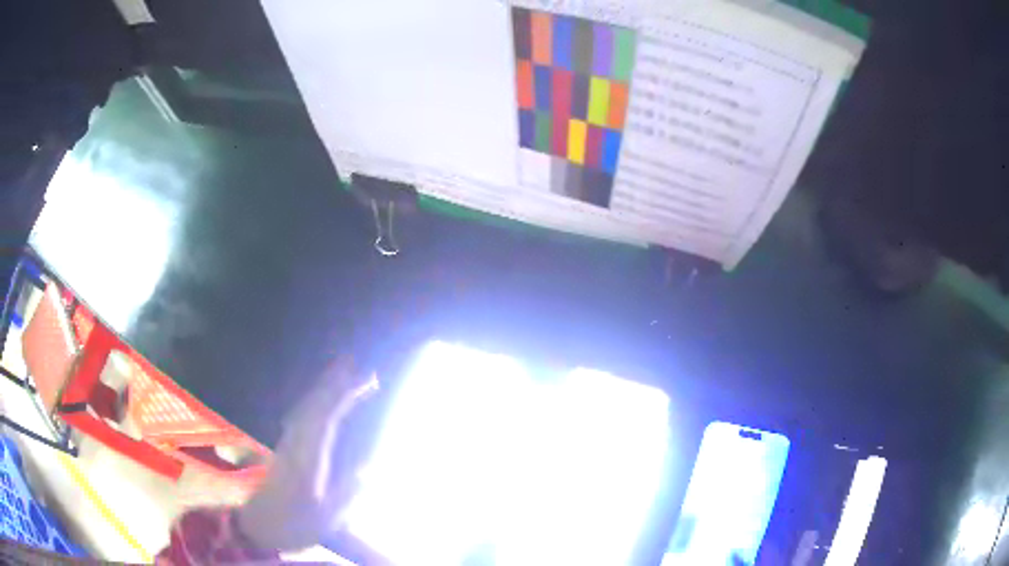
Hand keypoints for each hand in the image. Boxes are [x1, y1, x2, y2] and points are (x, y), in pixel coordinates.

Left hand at [236, 355, 377, 551]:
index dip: (344, 395)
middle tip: (358, 365)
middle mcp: (294, 442)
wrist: (256, 527)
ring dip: (324, 389)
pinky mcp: (284, 448)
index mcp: (306, 457)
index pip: (325, 416)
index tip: (366, 378)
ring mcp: (286, 443)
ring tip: (345, 376)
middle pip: (313, 405)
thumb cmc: (292, 524)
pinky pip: (302, 415)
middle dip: (335, 383)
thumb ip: (348, 493)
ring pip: (306, 408)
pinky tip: (323, 403)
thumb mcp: (326, 518)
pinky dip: (315, 403)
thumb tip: (368, 471)